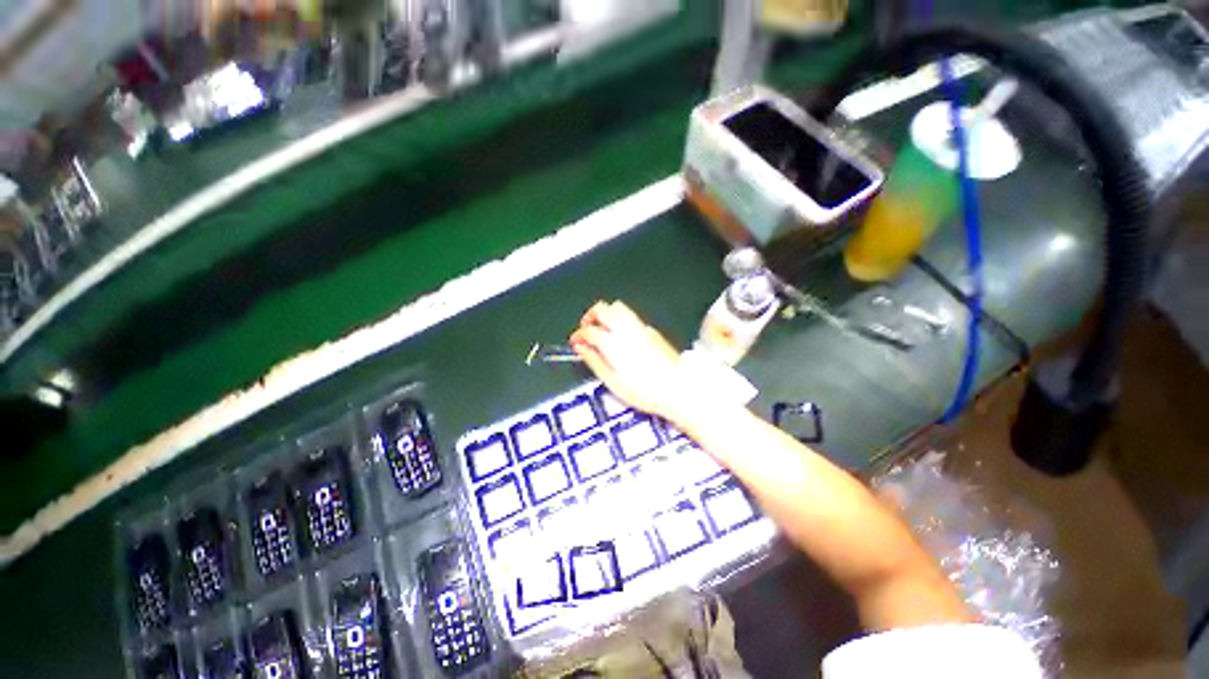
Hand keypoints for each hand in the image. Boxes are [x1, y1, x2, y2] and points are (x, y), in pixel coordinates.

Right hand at [570, 301, 693, 421]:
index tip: (575, 342)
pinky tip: (620, 335)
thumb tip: (581, 348)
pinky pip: (630, 315)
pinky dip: (619, 319)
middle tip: (586, 330)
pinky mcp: (651, 329)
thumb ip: (595, 361)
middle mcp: (626, 329)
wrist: (679, 388)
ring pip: (617, 306)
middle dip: (590, 316)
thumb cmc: (644, 391)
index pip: (590, 330)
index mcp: (614, 343)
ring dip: (605, 313)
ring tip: (602, 329)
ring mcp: (640, 327)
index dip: (579, 335)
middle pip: (603, 308)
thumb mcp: (614, 382)